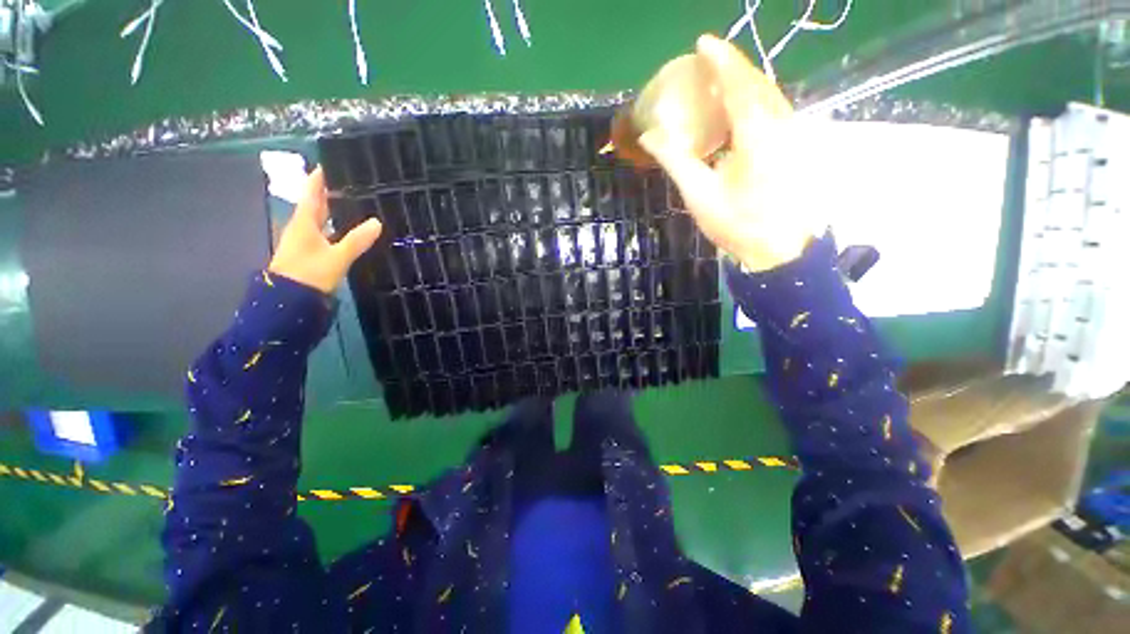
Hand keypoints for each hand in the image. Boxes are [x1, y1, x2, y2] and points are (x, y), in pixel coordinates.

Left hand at [268, 167, 382, 293]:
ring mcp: (306, 240)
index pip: (312, 192)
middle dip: (331, 191)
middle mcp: (303, 227)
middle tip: (354, 182)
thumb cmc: (309, 274)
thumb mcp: (337, 257)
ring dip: (335, 209)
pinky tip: (351, 229)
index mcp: (305, 222)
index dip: (320, 176)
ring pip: (322, 218)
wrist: (289, 301)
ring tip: (357, 202)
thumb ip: (356, 240)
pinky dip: (337, 226)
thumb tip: (377, 221)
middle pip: (317, 203)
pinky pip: (326, 232)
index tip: (333, 162)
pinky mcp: (312, 252)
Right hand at [639, 34, 823, 271]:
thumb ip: (676, 160)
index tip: (702, 43)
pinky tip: (741, 108)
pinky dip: (755, 99)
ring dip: (746, 81)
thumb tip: (650, 136)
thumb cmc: (737, 224)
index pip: (737, 84)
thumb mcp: (700, 194)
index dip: (720, 59)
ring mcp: (793, 135)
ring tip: (721, 79)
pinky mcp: (796, 146)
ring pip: (770, 94)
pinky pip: (775, 110)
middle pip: (758, 83)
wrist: (780, 250)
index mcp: (757, 134)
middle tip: (708, 61)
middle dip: (733, 66)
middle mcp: (781, 125)